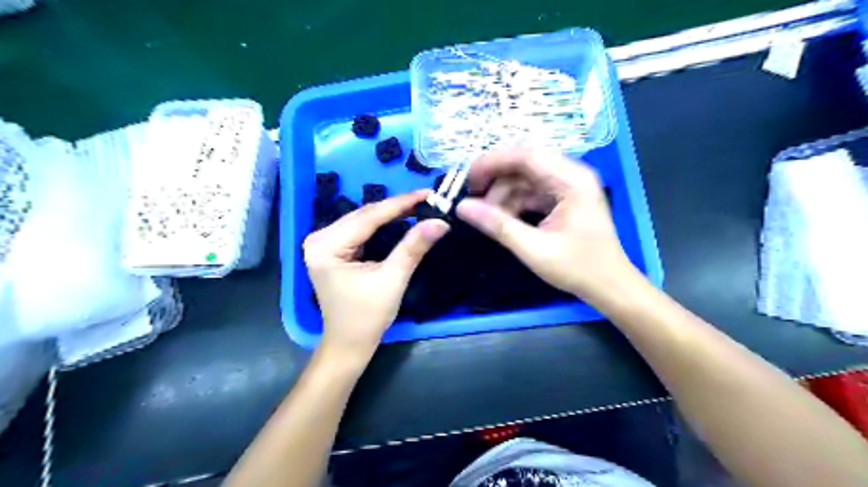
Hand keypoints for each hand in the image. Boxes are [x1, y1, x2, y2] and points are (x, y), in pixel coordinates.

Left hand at [305, 192, 449, 359]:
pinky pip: (361, 230)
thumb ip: (414, 247)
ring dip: (391, 214)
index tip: (428, 193)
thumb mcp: (392, 279)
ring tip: (419, 206)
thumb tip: (440, 221)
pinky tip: (401, 219)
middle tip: (428, 199)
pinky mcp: (333, 250)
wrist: (349, 344)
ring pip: (364, 220)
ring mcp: (324, 244)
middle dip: (397, 207)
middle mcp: (319, 238)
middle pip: (364, 215)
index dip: (401, 204)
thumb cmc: (367, 317)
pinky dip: (382, 225)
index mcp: (326, 246)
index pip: (368, 217)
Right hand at [455, 147, 634, 303]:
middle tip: (472, 196)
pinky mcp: (563, 198)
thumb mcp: (534, 249)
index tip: (467, 179)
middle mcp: (571, 175)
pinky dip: (514, 202)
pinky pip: (532, 191)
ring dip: (503, 193)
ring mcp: (568, 186)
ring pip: (525, 177)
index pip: (526, 155)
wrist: (609, 286)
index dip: (492, 162)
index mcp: (572, 180)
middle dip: (495, 177)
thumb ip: (498, 225)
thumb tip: (462, 207)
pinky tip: (502, 218)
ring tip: (486, 215)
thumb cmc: (578, 268)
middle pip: (525, 162)